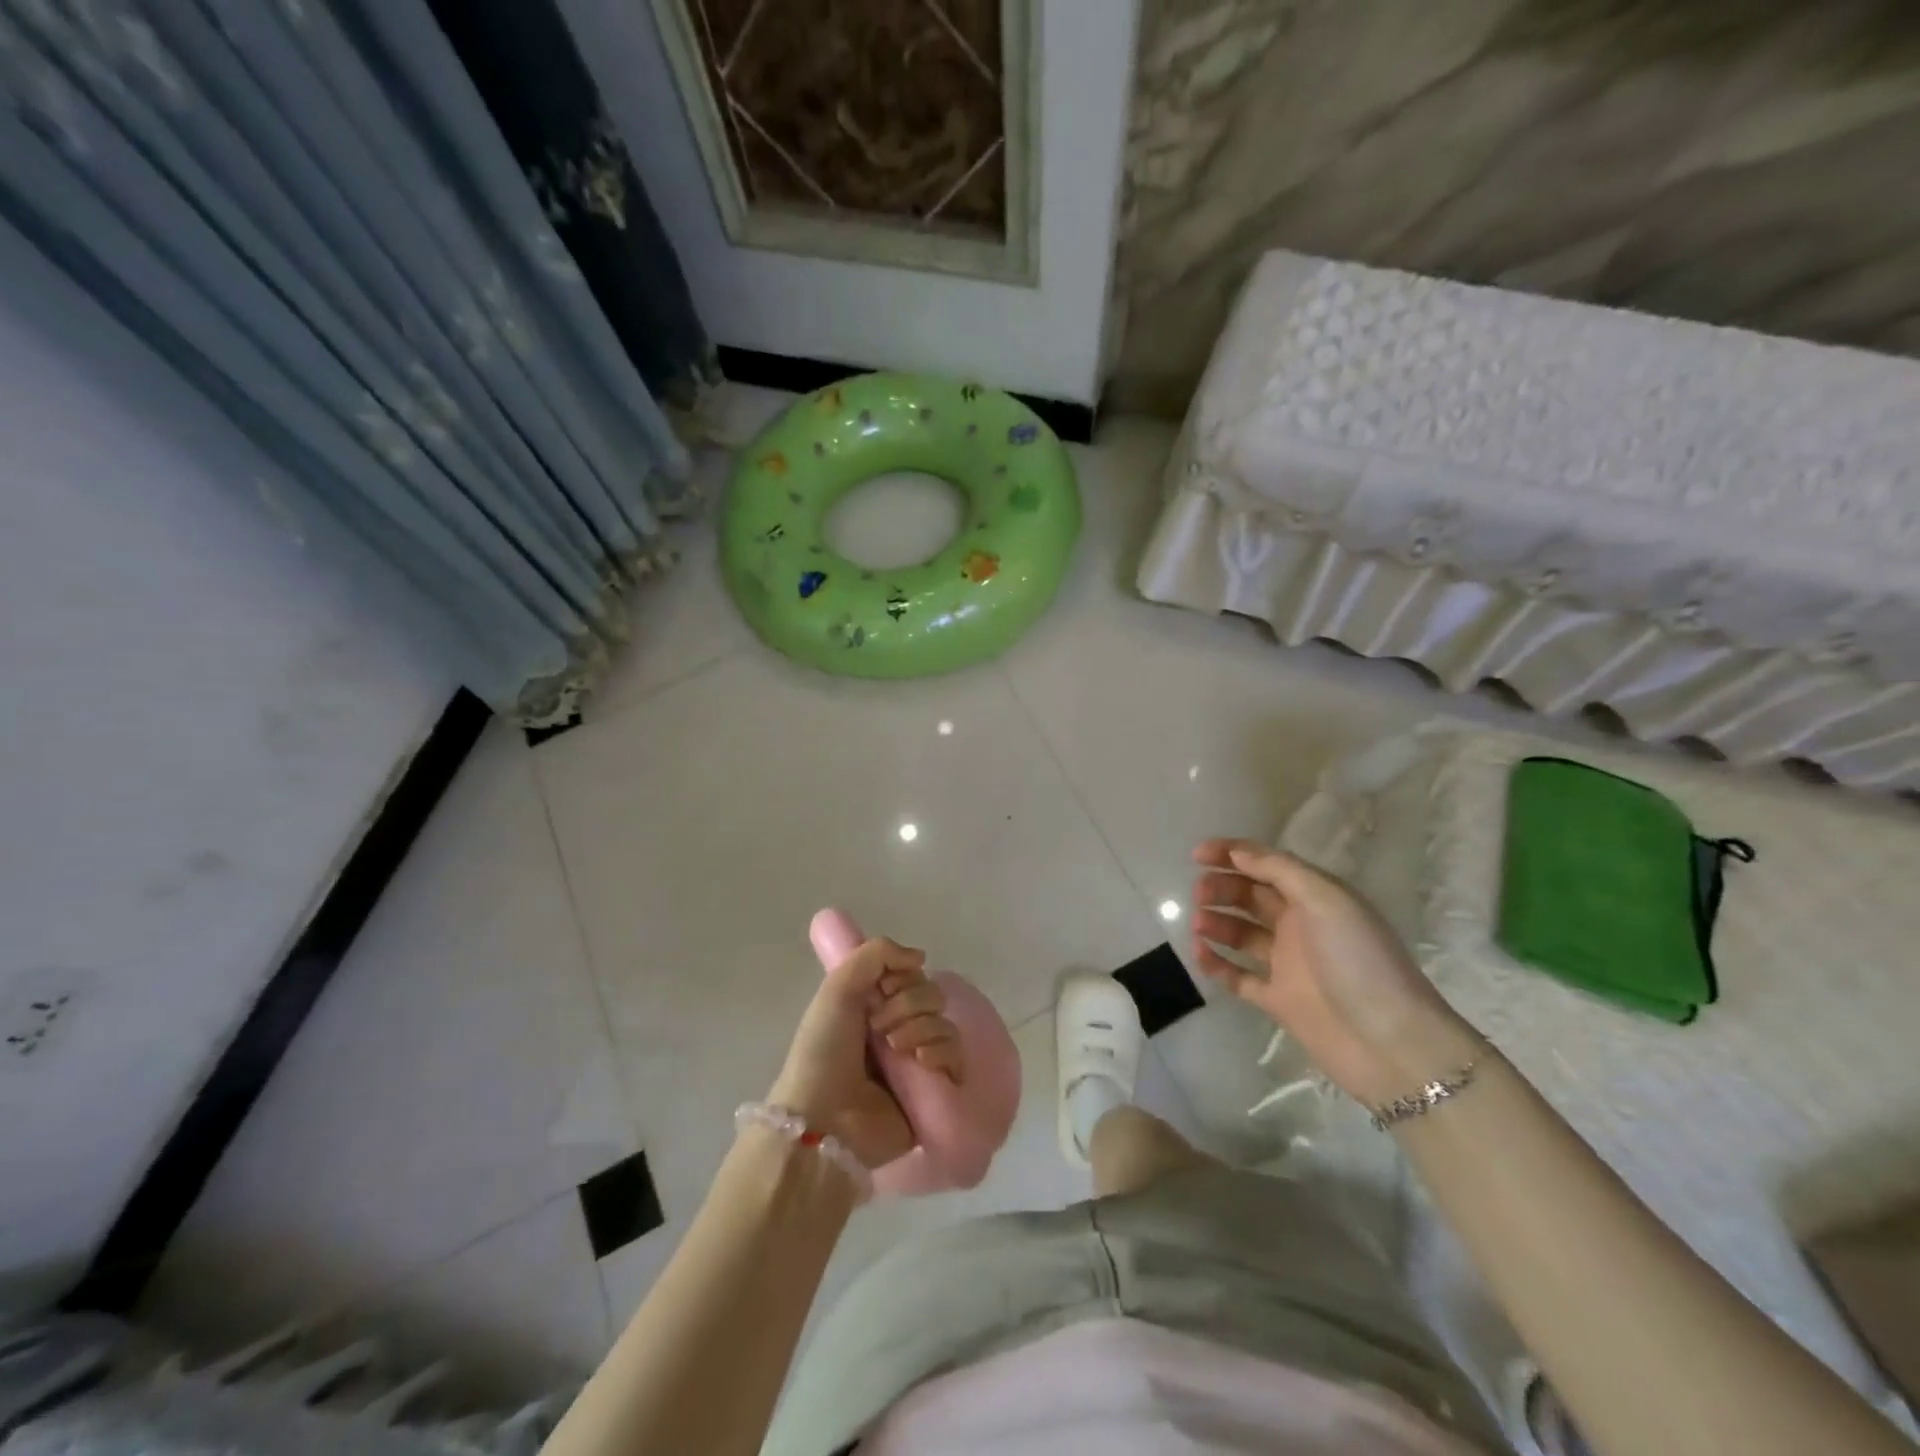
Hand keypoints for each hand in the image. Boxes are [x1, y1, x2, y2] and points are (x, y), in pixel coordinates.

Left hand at [767, 938, 963, 1168]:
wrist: (823, 1119)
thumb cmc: (823, 1052)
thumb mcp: (837, 988)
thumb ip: (876, 953)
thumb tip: (920, 957)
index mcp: (874, 1006)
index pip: (911, 975)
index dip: (902, 977)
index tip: (883, 989)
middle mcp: (898, 1030)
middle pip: (931, 996)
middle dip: (909, 1005)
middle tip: (881, 1029)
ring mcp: (917, 1062)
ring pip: (945, 1024)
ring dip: (923, 1029)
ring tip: (898, 1050)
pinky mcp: (934, 1091)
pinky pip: (956, 1057)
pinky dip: (942, 1052)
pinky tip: (922, 1061)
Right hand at [1190, 838, 1477, 1105]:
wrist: (1390, 1044)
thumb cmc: (1360, 960)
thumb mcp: (1326, 900)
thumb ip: (1279, 870)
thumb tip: (1237, 852)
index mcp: (1315, 897)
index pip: (1267, 864)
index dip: (1232, 854)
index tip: (1196, 855)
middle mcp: (1300, 926)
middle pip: (1250, 896)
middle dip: (1221, 888)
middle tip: (1199, 894)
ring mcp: (1287, 964)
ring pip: (1240, 933)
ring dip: (1216, 922)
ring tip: (1198, 924)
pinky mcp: (1277, 1000)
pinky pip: (1237, 976)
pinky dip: (1216, 963)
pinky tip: (1199, 954)